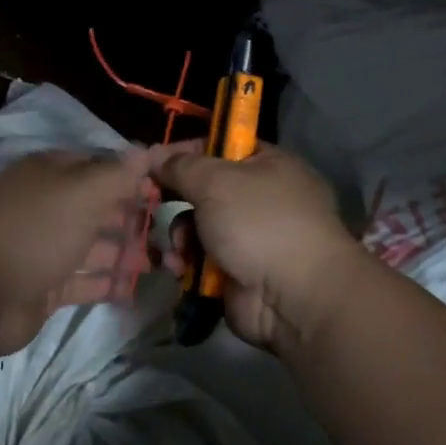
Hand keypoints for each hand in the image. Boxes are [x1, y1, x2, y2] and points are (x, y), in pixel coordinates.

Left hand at [0, 149, 156, 356]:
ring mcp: (43, 249)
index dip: (130, 176)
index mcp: (48, 175)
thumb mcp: (81, 192)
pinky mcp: (44, 287)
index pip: (97, 166)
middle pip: (97, 208)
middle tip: (173, 230)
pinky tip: (137, 288)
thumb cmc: (35, 230)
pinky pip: (83, 281)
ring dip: (125, 252)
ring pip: (93, 246)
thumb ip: (117, 174)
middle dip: (132, 217)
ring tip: (164, 261)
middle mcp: (46, 207)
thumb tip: (145, 150)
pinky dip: (108, 283)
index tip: (165, 190)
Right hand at [151, 141, 357, 353]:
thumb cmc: (260, 223)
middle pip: (205, 190)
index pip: (221, 147)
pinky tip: (179, 268)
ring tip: (178, 247)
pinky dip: (187, 263)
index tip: (154, 163)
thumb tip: (154, 154)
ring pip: (198, 227)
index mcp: (268, 166)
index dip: (186, 152)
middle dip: (176, 199)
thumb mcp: (216, 181)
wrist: (294, 297)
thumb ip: (181, 166)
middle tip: (150, 202)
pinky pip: (201, 259)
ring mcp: (251, 239)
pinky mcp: (237, 273)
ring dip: (179, 236)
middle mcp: (262, 199)